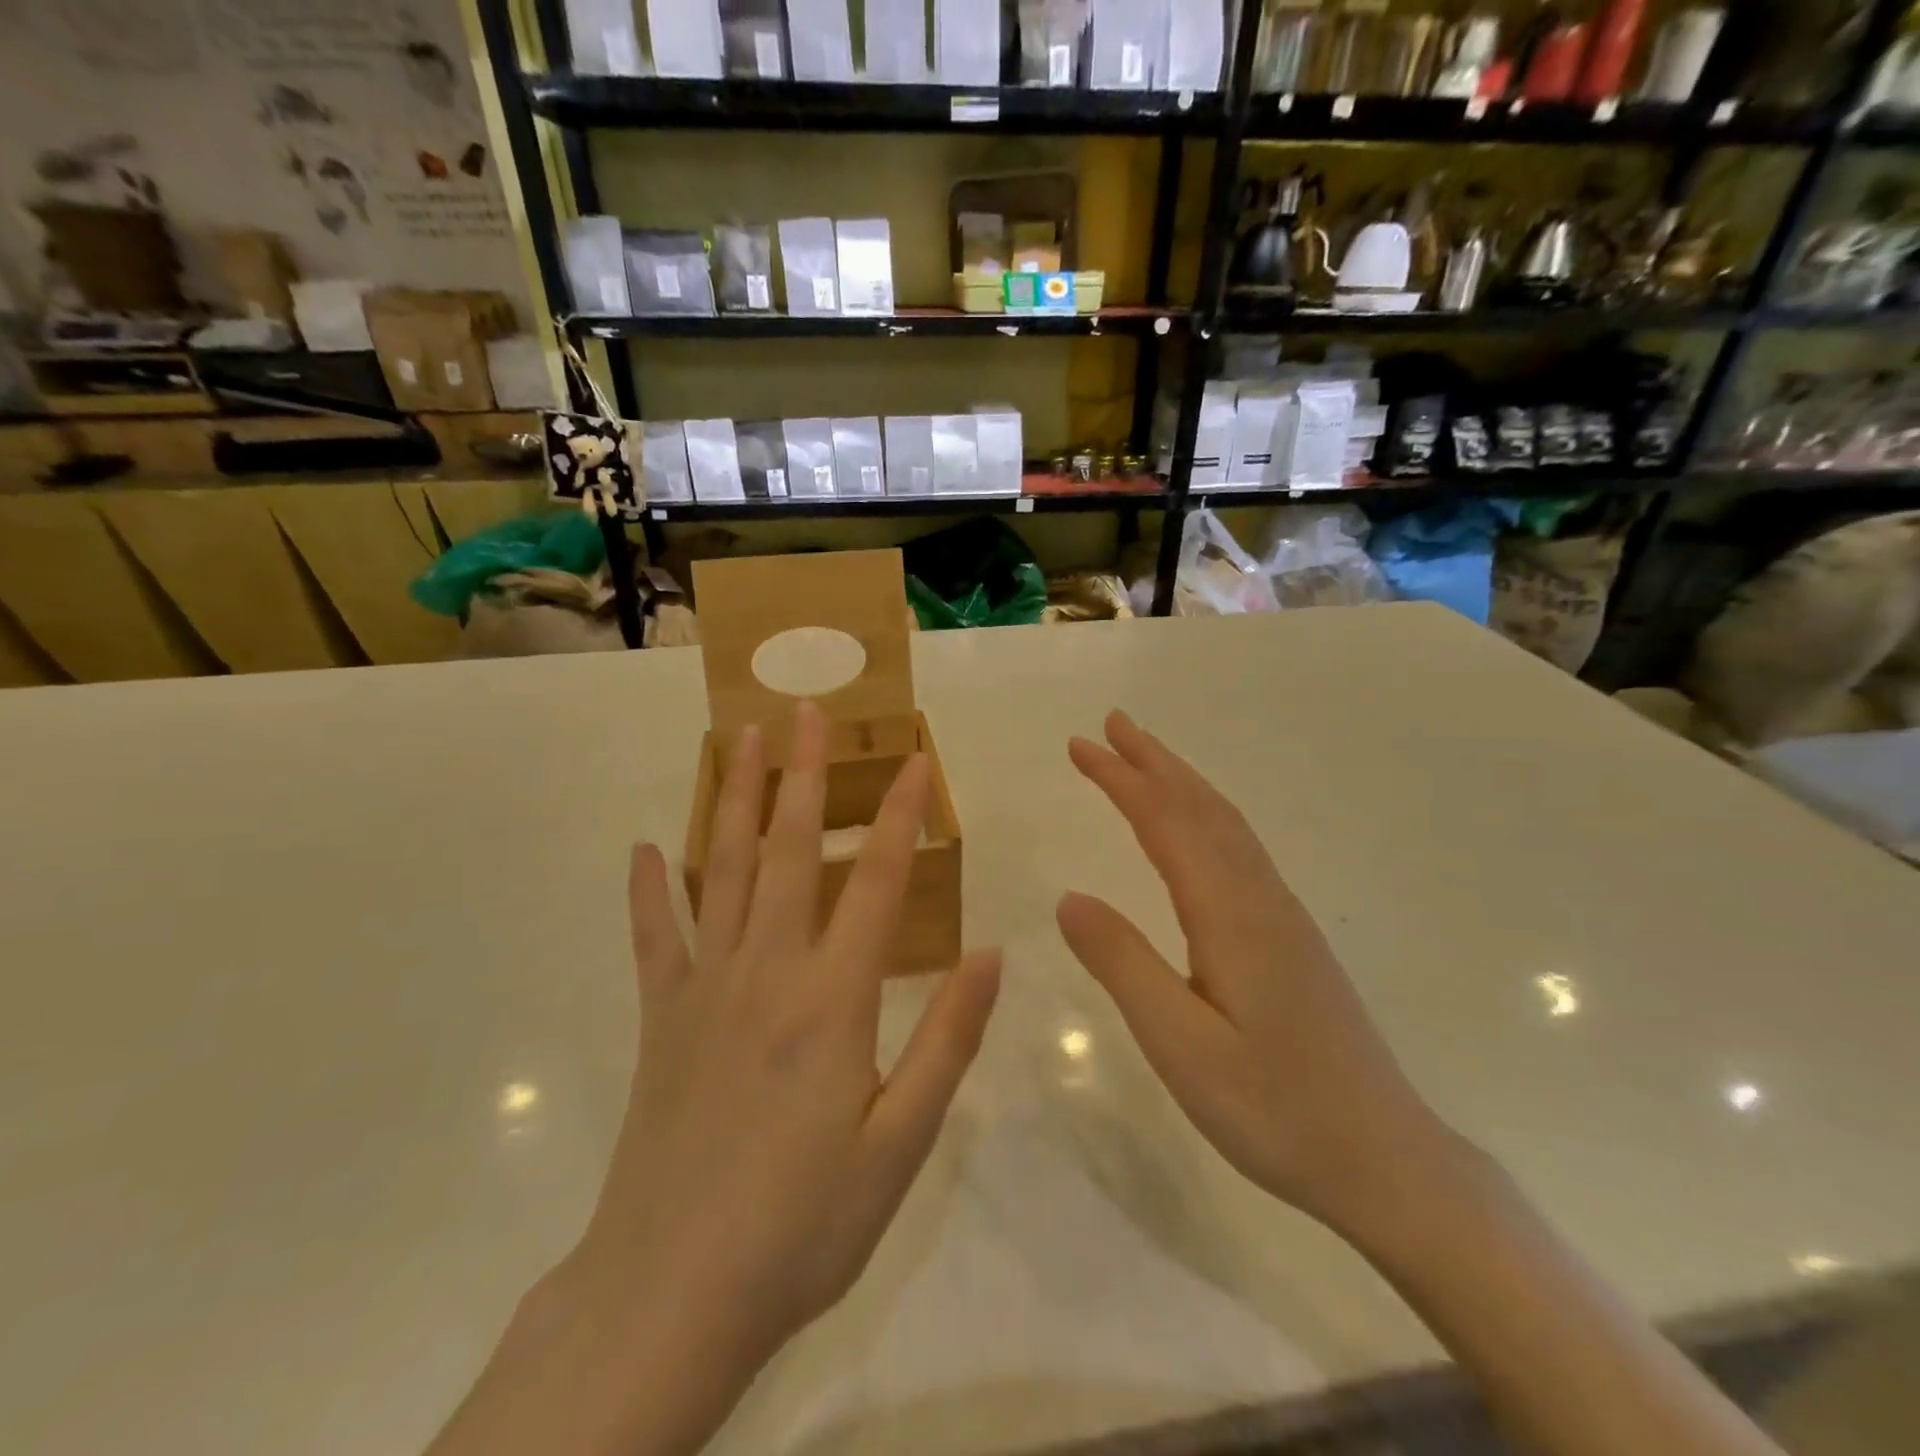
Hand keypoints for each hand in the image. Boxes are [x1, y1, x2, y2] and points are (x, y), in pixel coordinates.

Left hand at [429, 702, 999, 1455]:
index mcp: (835, 997)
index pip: (880, 880)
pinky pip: (654, 936)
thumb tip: (993, 953)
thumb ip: (948, 1038)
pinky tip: (646, 847)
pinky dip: (649, 889)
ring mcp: (706, 987)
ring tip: (739, 740)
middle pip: (790, 849)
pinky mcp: (662, 1016)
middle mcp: (768, 969)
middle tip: (806, 710)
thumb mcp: (902, 1142)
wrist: (673, 1293)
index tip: (916, 758)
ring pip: (723, 869)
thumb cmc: (805, 1221)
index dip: (902, 814)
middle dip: (804, 773)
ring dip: (734, 799)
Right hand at [1057, 710, 1449, 1233]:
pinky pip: (1240, 850)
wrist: (1386, 1160)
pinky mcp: (1291, 938)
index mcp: (1230, 914)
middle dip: (1153, 761)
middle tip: (1111, 724)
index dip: (1122, 779)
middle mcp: (1260, 898)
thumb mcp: (1180, 1046)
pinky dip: (1206, 816)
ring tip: (1144, 759)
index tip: (1080, 745)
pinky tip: (1197, 830)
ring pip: (1226, 825)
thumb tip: (1069, 897)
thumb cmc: (1275, 1109)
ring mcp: (1283, 916)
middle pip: (1202, 808)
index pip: (1167, 823)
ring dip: (1181, 783)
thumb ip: (1123, 964)